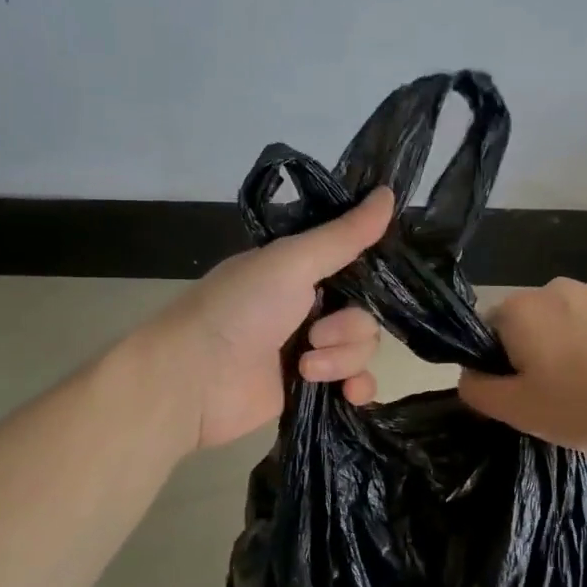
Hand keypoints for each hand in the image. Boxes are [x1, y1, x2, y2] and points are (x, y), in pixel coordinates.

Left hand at [154, 188, 395, 449]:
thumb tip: (390, 192)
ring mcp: (309, 350)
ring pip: (361, 349)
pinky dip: (356, 388)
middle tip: (315, 335)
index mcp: (299, 271)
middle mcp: (307, 308)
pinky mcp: (310, 389)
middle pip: (364, 313)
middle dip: (349, 328)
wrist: (195, 379)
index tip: (383, 279)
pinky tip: (348, 394)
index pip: (353, 266)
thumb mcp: (292, 261)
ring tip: (305, 367)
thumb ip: (343, 235)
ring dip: (342, 359)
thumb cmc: (239, 309)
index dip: (370, 275)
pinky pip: (356, 384)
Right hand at [458, 277, 586, 452]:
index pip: (486, 334)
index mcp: (519, 310)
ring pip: (565, 327)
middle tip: (557, 400)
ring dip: (569, 353)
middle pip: (526, 327)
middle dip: (534, 360)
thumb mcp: (522, 411)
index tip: (522, 397)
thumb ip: (480, 392)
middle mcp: (553, 288)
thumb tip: (467, 375)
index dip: (498, 368)